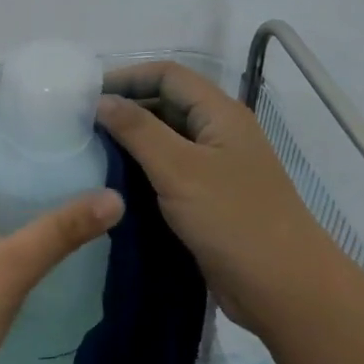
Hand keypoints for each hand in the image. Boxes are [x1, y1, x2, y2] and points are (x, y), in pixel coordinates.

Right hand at [96, 61, 343, 329]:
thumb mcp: (179, 169)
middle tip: (80, 126)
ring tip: (89, 152)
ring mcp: (215, 167)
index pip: (168, 75)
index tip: (85, 96)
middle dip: (125, 107)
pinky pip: (169, 171)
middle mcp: (219, 133)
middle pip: (167, 102)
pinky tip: (113, 182)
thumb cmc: (233, 220)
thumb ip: (138, 130)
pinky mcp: (208, 199)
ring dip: (131, 140)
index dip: (127, 77)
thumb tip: (102, 100)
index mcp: (220, 114)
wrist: (284, 288)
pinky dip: (142, 169)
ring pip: (166, 139)